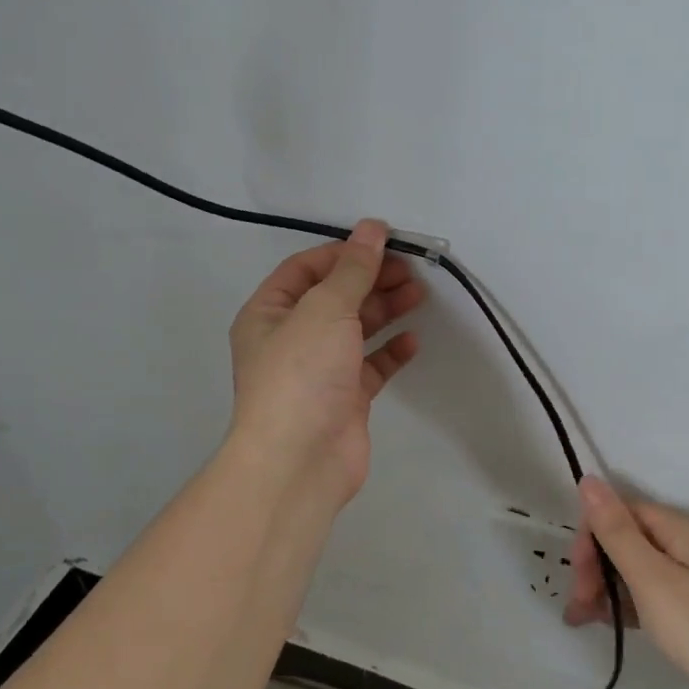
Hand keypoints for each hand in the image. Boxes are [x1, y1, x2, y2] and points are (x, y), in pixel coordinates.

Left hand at [227, 219, 425, 507]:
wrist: (300, 460)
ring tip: (419, 295)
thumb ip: (352, 269)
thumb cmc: (302, 373)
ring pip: (356, 330)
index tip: (384, 243)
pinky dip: (391, 351)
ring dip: (385, 310)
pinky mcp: (345, 398)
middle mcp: (291, 338)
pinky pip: (371, 366)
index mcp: (269, 313)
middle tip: (410, 270)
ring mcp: (319, 370)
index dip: (343, 253)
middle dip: (371, 280)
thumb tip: (372, 227)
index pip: (306, 268)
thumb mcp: (325, 309)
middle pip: (335, 297)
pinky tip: (412, 341)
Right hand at [565, 477, 688, 688]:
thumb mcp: (651, 580)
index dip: (592, 538)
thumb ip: (616, 530)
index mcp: (682, 528)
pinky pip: (657, 590)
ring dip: (609, 588)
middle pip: (629, 539)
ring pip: (640, 567)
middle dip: (597, 567)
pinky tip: (615, 624)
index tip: (578, 579)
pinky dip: (632, 603)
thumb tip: (588, 479)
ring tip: (586, 621)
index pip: (622, 512)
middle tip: (579, 609)